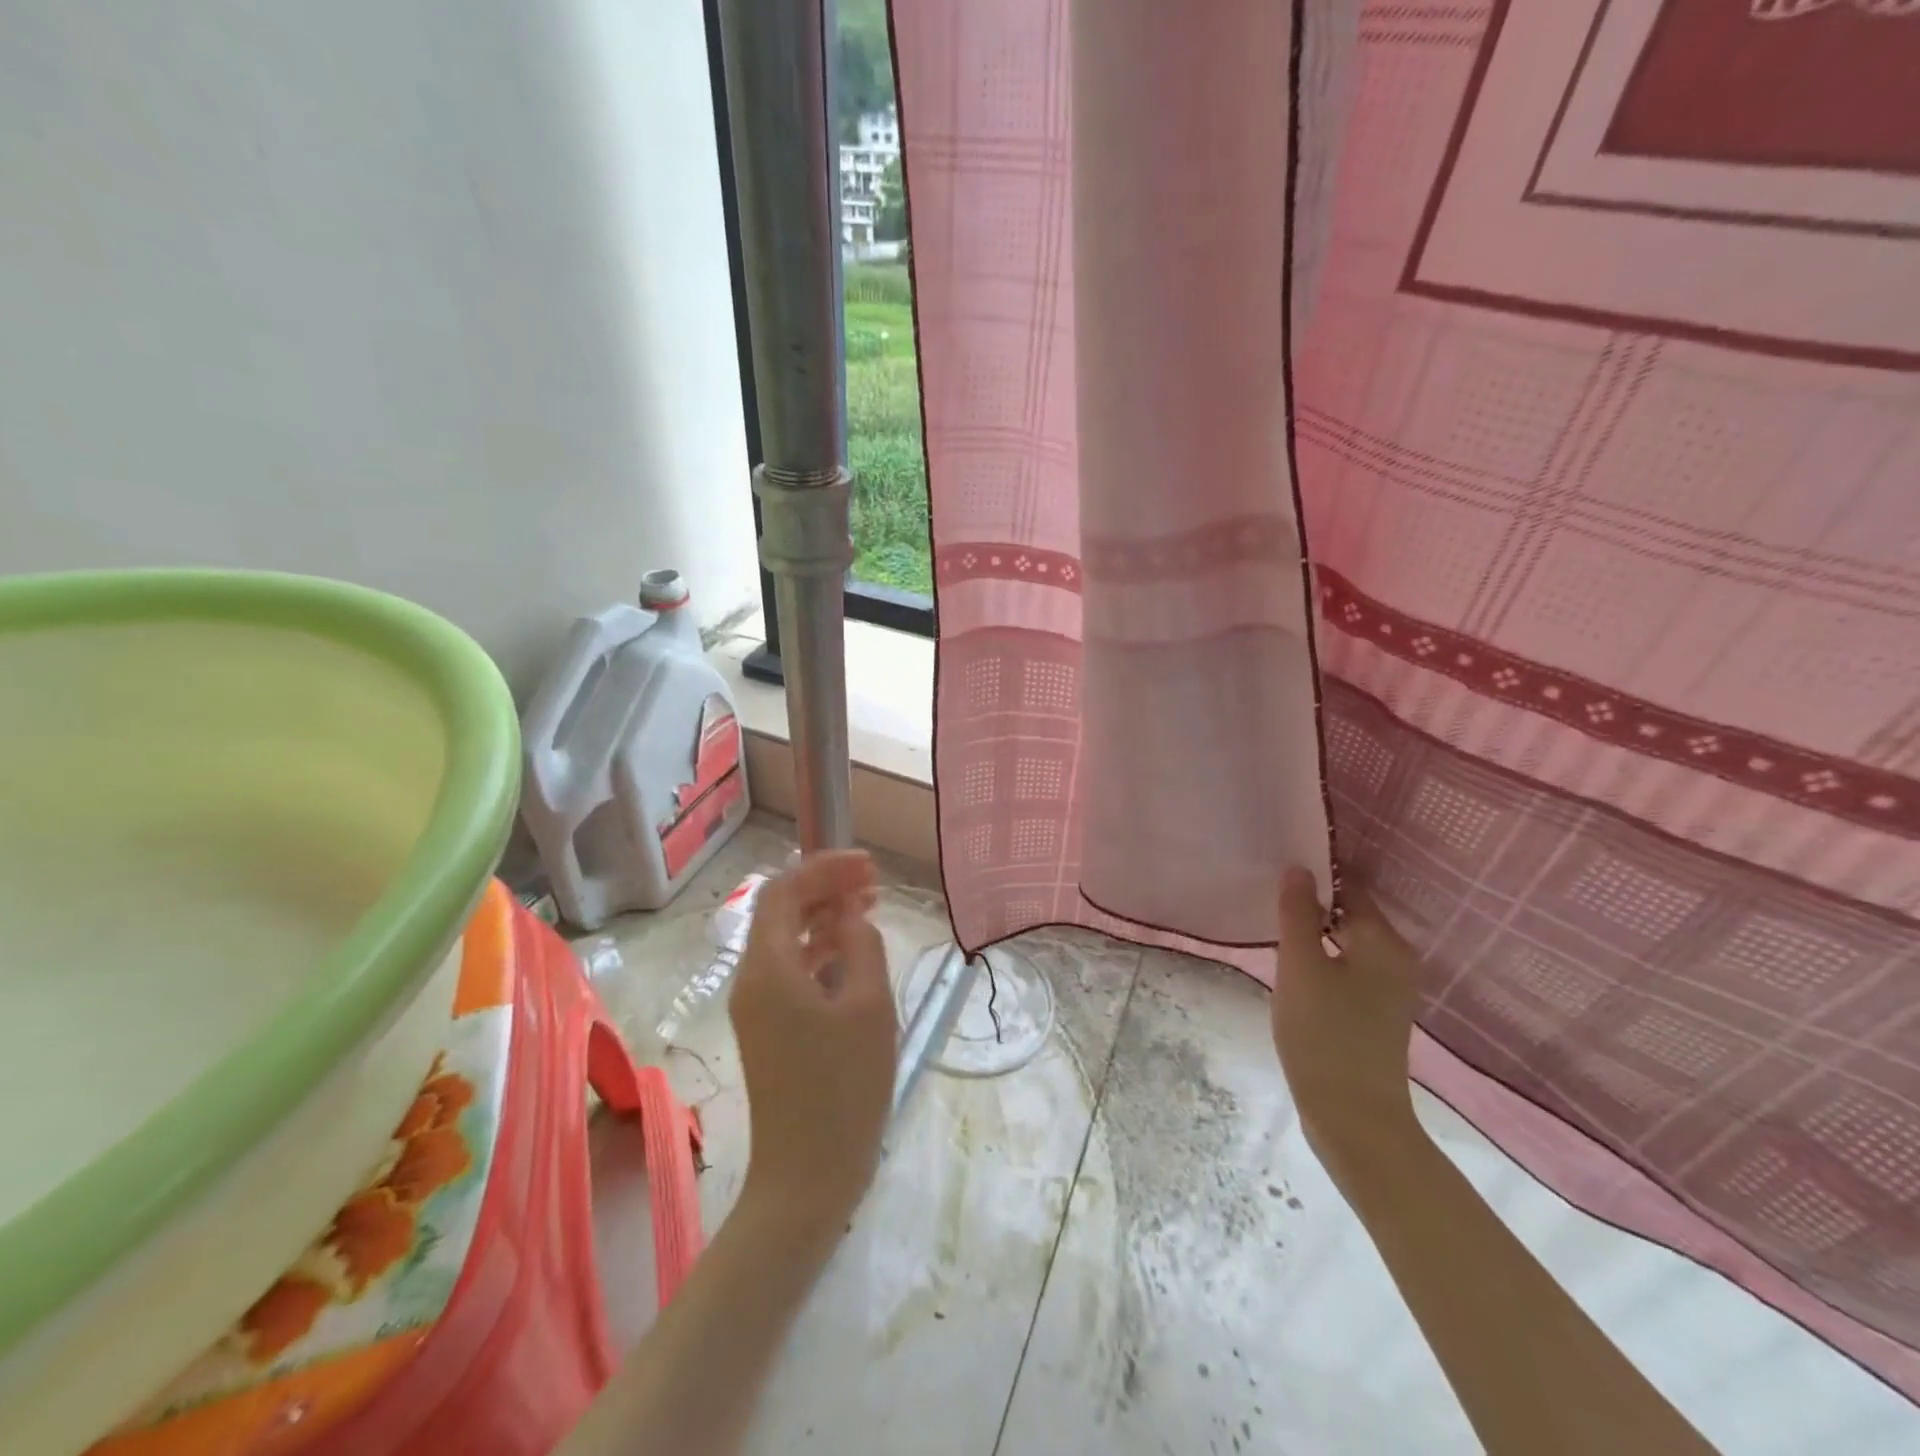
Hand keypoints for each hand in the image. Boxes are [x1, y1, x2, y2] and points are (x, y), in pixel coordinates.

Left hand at [729, 851, 898, 1238]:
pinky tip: (854, 952)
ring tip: (870, 906)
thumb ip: (861, 944)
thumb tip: (851, 914)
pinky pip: (792, 970)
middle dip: (825, 888)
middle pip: (781, 911)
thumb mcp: (868, 1005)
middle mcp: (751, 979)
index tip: (868, 864)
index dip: (824, 868)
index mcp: (767, 968)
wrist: (806, 1177)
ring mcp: (757, 1006)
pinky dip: (821, 950)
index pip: (783, 890)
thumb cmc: (843, 1087)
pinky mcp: (770, 1028)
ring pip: (787, 939)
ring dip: (825, 917)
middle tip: (874, 881)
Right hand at [1272, 868, 1424, 1189]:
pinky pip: (1349, 967)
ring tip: (1276, 931)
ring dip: (1315, 933)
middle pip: (1350, 913)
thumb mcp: (1300, 967)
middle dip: (1312, 905)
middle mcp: (1397, 959)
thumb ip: (1297, 913)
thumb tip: (1298, 868)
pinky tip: (1296, 969)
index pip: (1349, 887)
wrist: (1354, 1118)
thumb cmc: (1324, 1034)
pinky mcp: (1378, 1011)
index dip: (1314, 876)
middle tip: (1268, 901)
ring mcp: (1391, 988)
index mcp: (1384, 942)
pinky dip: (1324, 959)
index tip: (1276, 872)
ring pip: (1347, 941)